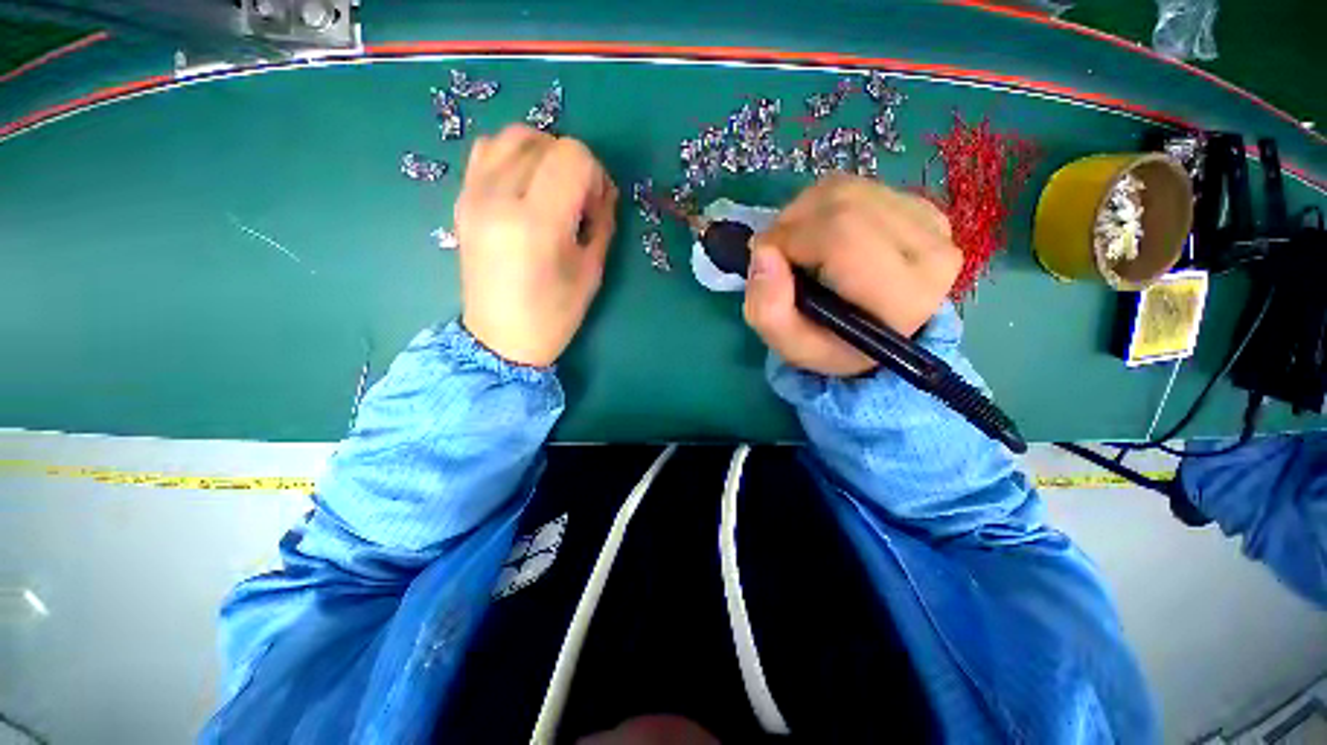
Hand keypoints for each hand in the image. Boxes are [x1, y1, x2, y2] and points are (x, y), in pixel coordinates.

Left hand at [455, 124, 617, 366]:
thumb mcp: (592, 272)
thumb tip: (603, 192)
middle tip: (579, 203)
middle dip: (574, 166)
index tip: (598, 206)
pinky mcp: (462, 199)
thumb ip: (603, 223)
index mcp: (537, 222)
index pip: (573, 157)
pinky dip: (514, 156)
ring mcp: (474, 195)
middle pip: (546, 142)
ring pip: (514, 136)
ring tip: (552, 190)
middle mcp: (499, 197)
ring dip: (544, 154)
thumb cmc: (554, 315)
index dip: (596, 175)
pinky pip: (487, 150)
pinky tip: (524, 186)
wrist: (500, 338)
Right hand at [743, 174, 961, 376]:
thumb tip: (763, 252)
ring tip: (795, 244)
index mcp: (902, 297)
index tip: (765, 258)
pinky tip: (820, 234)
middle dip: (792, 222)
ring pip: (848, 189)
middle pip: (843, 205)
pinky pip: (858, 186)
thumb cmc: (830, 345)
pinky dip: (823, 205)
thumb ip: (768, 308)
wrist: (873, 338)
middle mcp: (930, 253)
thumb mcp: (790, 344)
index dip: (790, 238)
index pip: (841, 238)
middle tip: (775, 251)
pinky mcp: (922, 207)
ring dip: (804, 211)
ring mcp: (932, 224)